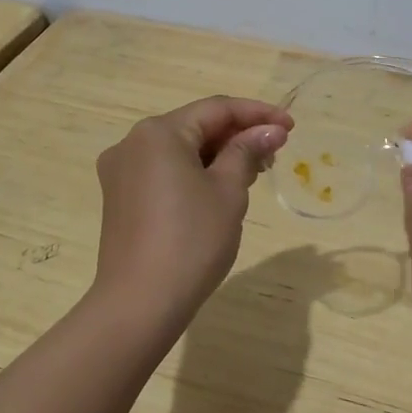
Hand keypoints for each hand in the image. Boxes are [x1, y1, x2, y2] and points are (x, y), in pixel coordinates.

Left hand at [93, 96, 291, 328]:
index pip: (216, 109)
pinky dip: (194, 172)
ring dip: (217, 155)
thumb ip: (248, 151)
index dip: (257, 114)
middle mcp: (133, 143)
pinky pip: (164, 171)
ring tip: (253, 173)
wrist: (140, 303)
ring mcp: (121, 171)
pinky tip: (219, 190)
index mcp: (158, 132)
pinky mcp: (120, 198)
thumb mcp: (228, 191)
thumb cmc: (191, 241)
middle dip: (237, 136)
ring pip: (180, 150)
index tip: (291, 127)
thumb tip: (269, 130)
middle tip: (275, 154)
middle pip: (195, 126)